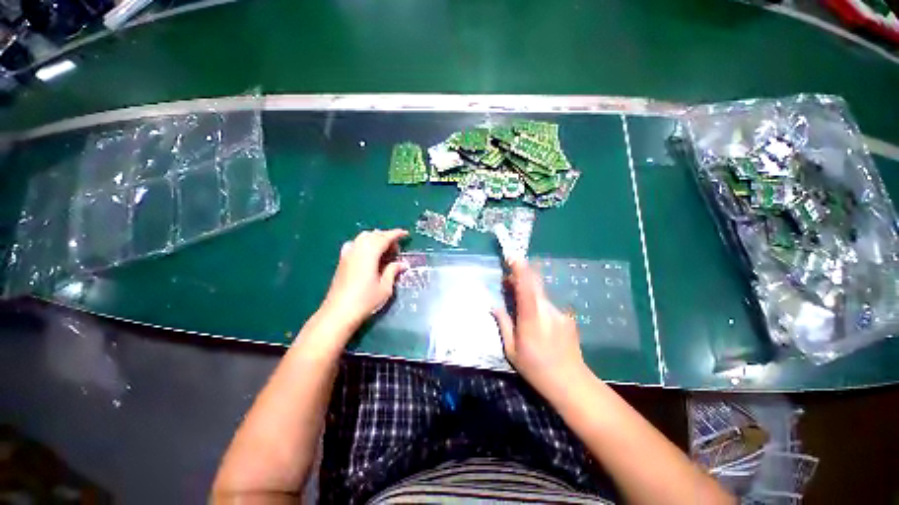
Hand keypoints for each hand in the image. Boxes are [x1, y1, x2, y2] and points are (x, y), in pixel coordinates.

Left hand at [321, 229, 408, 326]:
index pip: (384, 238)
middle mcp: (357, 249)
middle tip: (396, 248)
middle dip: (386, 237)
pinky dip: (364, 243)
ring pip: (363, 237)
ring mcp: (347, 254)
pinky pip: (355, 244)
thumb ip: (393, 271)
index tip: (406, 234)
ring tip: (384, 250)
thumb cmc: (365, 300)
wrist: (338, 313)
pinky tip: (368, 254)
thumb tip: (402, 264)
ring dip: (375, 239)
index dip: (396, 234)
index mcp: (369, 254)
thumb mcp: (385, 287)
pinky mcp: (342, 261)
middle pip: (373, 235)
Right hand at [493, 259, 588, 397]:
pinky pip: (547, 304)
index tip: (513, 257)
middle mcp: (547, 310)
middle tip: (508, 279)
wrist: (571, 382)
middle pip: (535, 284)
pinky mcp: (566, 317)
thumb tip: (494, 306)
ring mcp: (559, 313)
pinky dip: (537, 303)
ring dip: (528, 291)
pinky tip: (536, 319)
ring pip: (540, 294)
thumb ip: (503, 324)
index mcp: (531, 318)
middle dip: (521, 276)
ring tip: (518, 299)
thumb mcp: (512, 350)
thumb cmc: (536, 368)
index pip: (525, 288)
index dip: (520, 270)